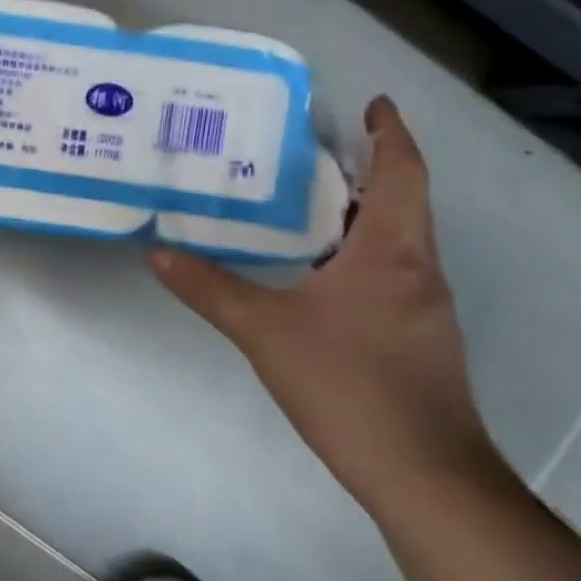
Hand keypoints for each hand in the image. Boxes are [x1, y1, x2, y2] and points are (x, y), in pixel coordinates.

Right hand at [149, 97, 500, 507]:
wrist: (424, 475)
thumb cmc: (349, 384)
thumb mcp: (263, 330)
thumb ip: (208, 287)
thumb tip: (156, 252)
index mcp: (390, 252)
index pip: (402, 173)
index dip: (391, 134)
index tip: (374, 104)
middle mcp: (417, 269)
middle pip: (402, 201)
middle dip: (367, 168)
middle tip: (312, 148)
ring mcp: (424, 307)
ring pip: (396, 239)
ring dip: (360, 211)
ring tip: (303, 199)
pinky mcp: (418, 338)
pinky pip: (390, 272)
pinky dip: (358, 251)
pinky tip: (315, 269)